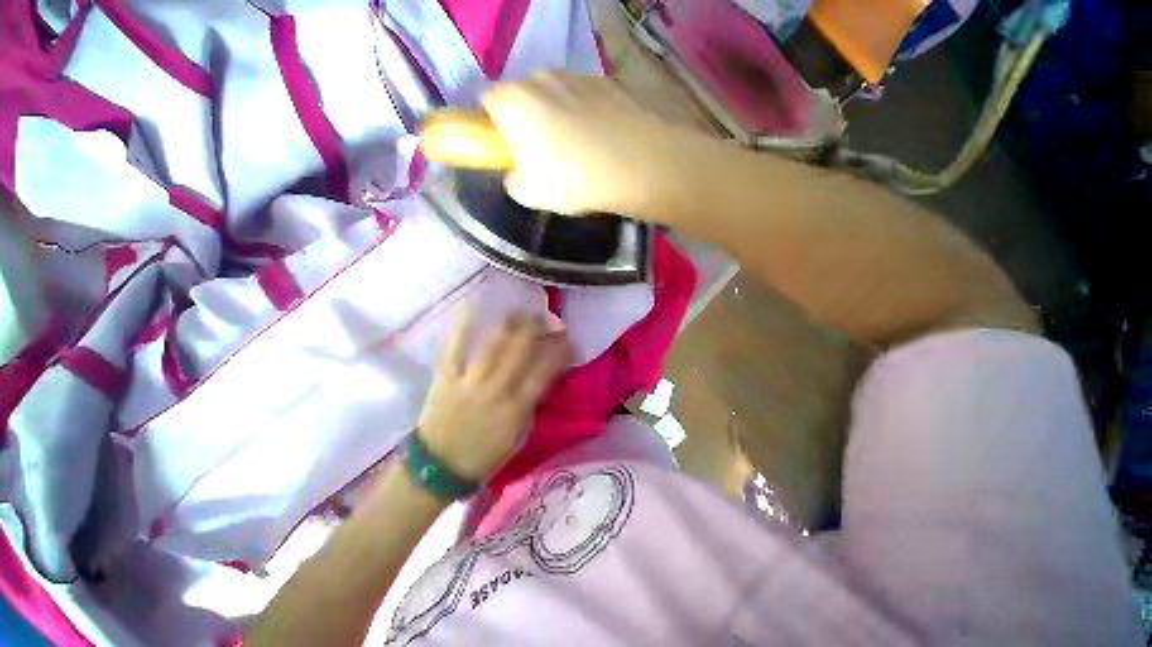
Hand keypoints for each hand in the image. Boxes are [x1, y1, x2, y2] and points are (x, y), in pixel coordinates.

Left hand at [417, 311, 572, 481]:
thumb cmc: (483, 457)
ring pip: (493, 345)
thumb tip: (542, 379)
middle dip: (537, 329)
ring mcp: (469, 382)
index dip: (561, 353)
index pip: (544, 373)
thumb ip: (530, 406)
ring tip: (521, 311)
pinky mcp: (445, 378)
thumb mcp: (517, 437)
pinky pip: (453, 348)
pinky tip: (471, 306)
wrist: (436, 470)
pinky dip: (462, 326)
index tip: (570, 341)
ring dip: (510, 324)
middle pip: (521, 351)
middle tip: (546, 317)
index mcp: (516, 410)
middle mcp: (496, 391)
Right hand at [482, 72, 681, 216]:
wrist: (642, 164)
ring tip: (582, 152)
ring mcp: (577, 75)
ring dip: (560, 118)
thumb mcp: (536, 196)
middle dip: (529, 123)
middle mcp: (542, 78)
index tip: (512, 152)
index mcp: (515, 103)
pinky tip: (604, 140)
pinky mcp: (608, 81)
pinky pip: (585, 97)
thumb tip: (517, 175)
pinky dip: (588, 114)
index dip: (496, 129)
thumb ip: (515, 183)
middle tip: (548, 158)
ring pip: (556, 96)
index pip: (487, 103)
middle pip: (524, 98)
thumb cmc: (578, 181)